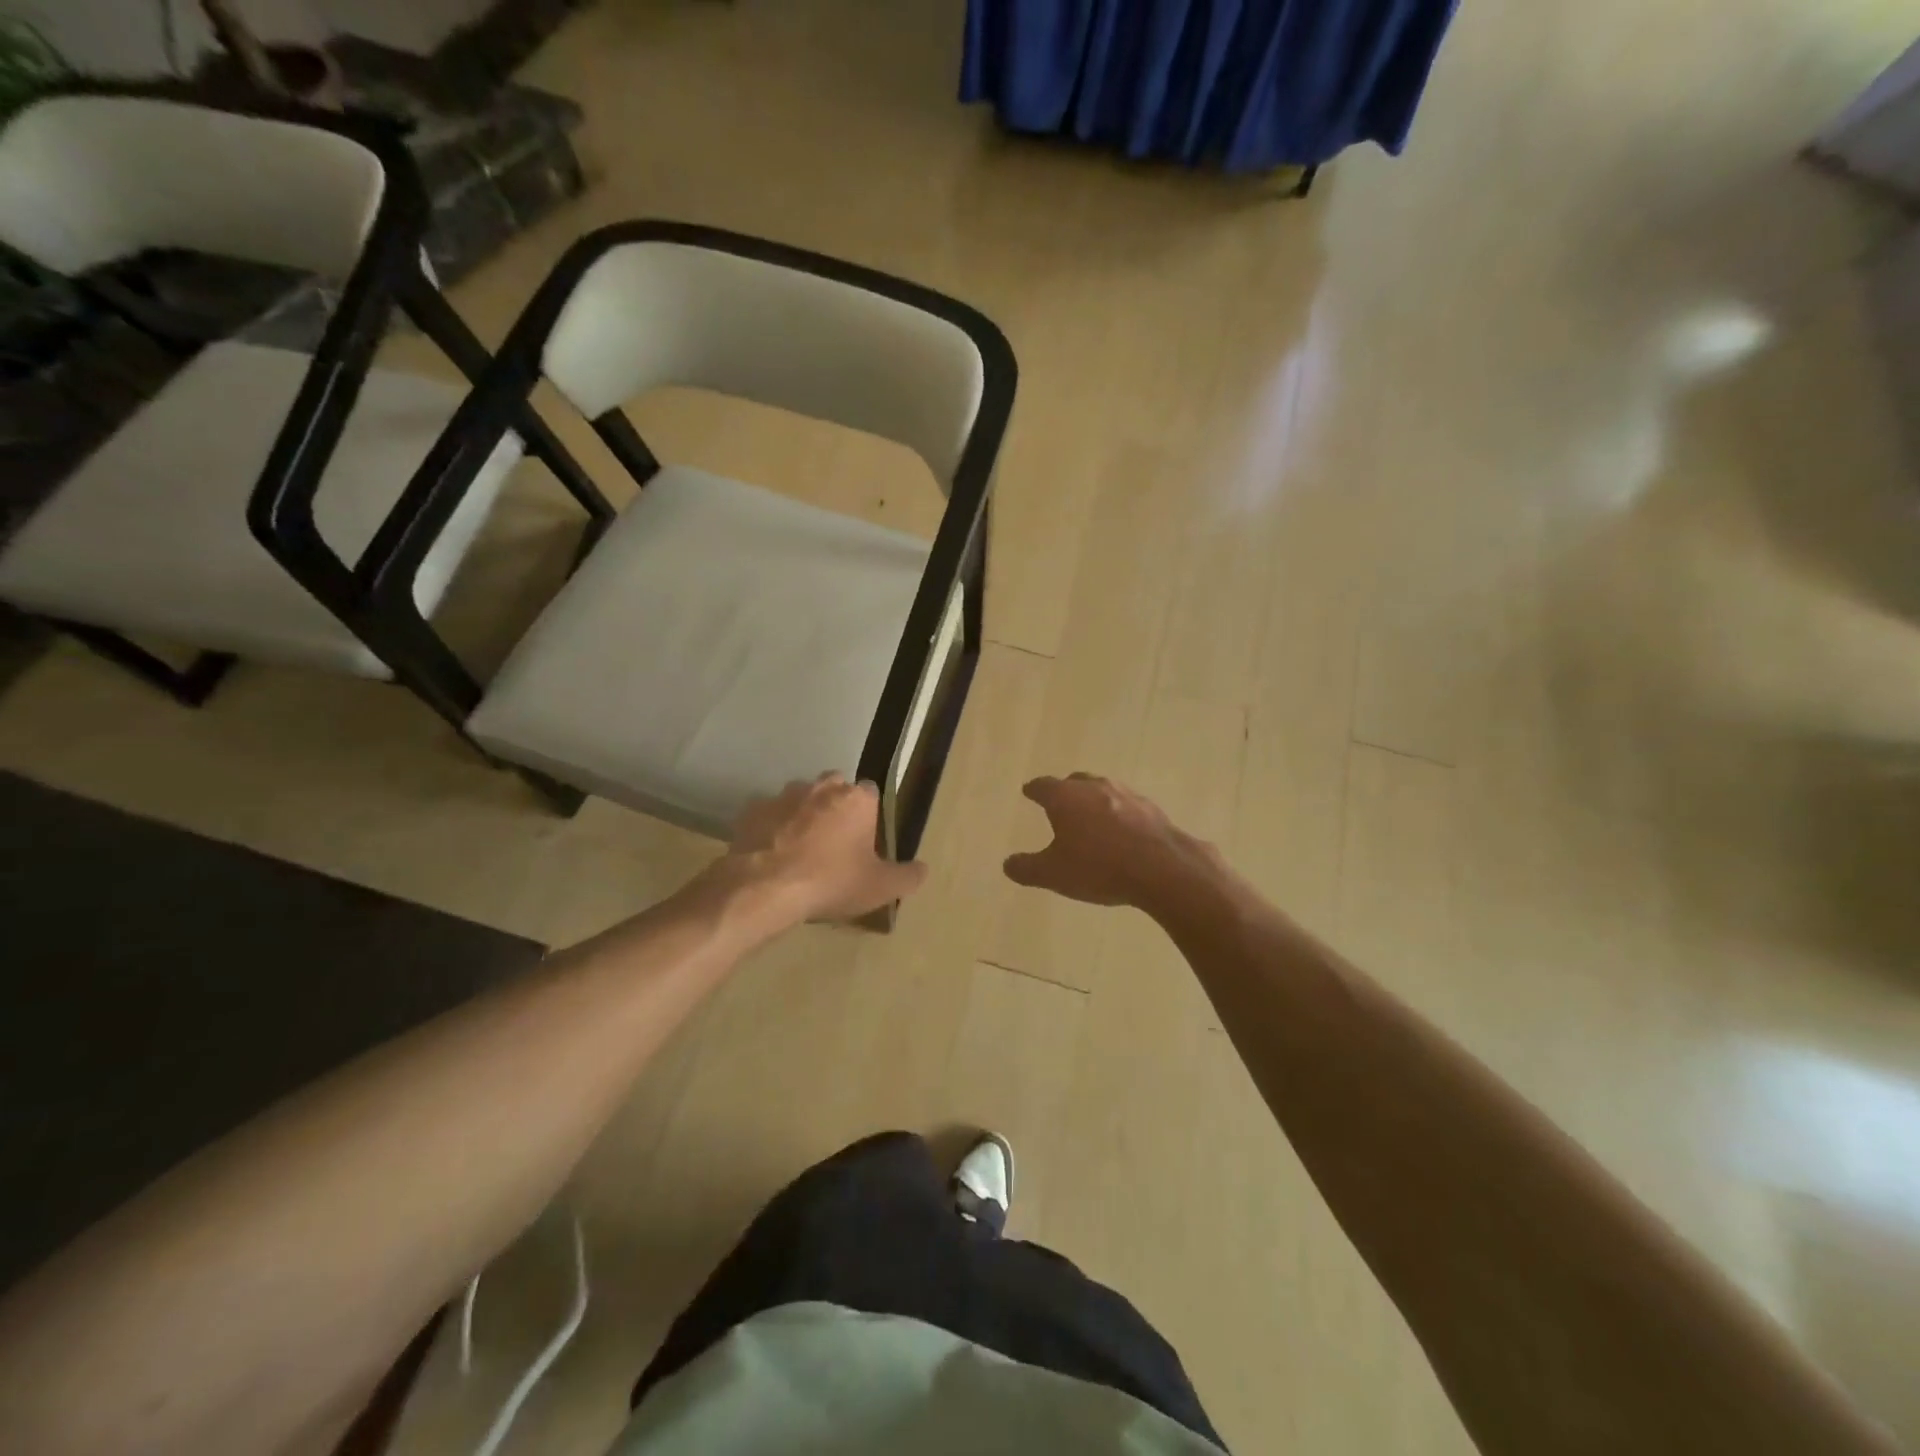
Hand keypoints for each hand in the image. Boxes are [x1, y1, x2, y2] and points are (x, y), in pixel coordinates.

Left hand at [724, 773, 927, 923]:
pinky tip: (772, 855)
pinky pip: (767, 815)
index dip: (868, 815)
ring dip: (802, 816)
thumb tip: (922, 869)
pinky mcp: (751, 810)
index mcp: (856, 799)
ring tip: (800, 850)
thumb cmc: (831, 881)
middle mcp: (821, 787)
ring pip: (799, 798)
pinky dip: (771, 829)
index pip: (871, 793)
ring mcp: (783, 795)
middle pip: (834, 788)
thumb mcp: (880, 887)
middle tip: (834, 843)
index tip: (864, 839)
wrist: (765, 887)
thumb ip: (907, 876)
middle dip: (836, 807)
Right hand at [1003, 773, 1221, 910]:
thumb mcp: (1054, 874)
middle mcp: (1094, 787)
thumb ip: (1027, 868)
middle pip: (1074, 781)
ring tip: (1090, 816)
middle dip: (1064, 791)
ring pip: (1102, 790)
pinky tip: (1121, 830)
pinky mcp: (1150, 808)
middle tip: (1059, 803)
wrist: (1162, 869)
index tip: (1029, 791)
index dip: (1034, 790)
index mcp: (1065, 797)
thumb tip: (1008, 864)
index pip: (1043, 786)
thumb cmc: (1099, 867)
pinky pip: (1126, 805)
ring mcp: (1125, 794)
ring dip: (1093, 800)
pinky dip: (1118, 813)